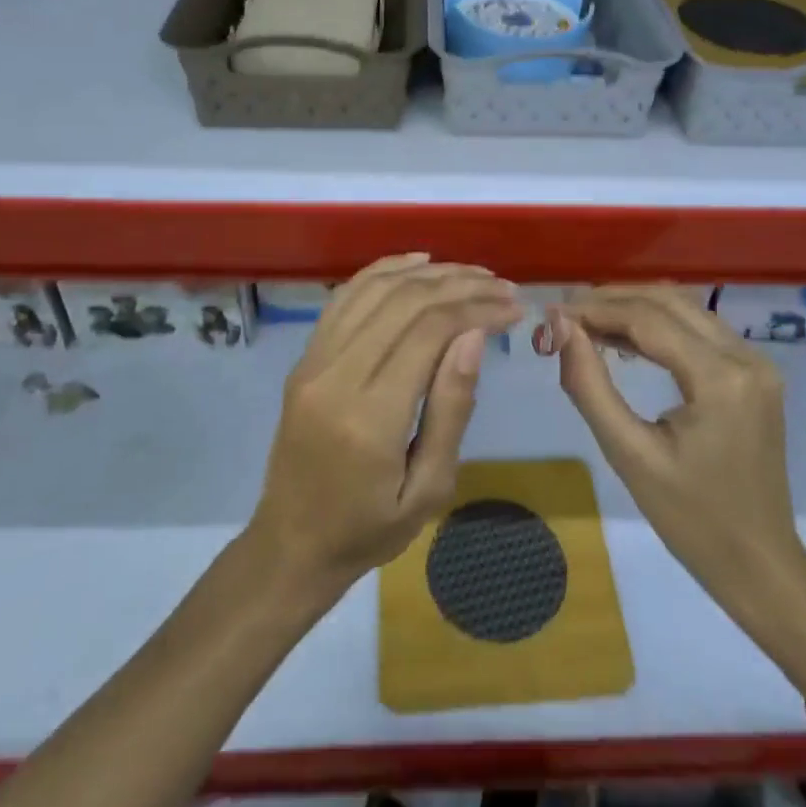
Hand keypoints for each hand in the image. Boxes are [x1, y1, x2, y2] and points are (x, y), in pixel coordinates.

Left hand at [246, 254, 520, 596]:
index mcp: (369, 417)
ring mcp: (313, 361)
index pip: (428, 333)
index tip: (513, 307)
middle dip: (460, 285)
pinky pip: (346, 297)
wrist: (292, 544)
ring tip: (472, 273)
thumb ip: (451, 408)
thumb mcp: (428, 489)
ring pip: (376, 290)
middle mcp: (335, 375)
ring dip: (428, 273)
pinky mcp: (305, 357)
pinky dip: (383, 270)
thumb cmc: (369, 529)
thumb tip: (473, 336)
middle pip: (404, 302)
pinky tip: (418, 262)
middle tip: (503, 287)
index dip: (476, 309)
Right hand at [548, 286, 801, 605]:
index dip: (597, 310)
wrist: (760, 564)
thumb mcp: (629, 455)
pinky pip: (700, 330)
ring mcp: (756, 363)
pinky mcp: (754, 373)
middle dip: (614, 300)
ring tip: (586, 321)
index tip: (553, 313)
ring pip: (686, 309)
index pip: (648, 319)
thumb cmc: (692, 520)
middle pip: (669, 302)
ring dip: (636, 307)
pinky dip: (660, 326)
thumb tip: (561, 328)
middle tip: (566, 313)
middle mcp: (746, 357)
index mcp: (720, 379)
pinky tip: (624, 338)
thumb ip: (590, 386)